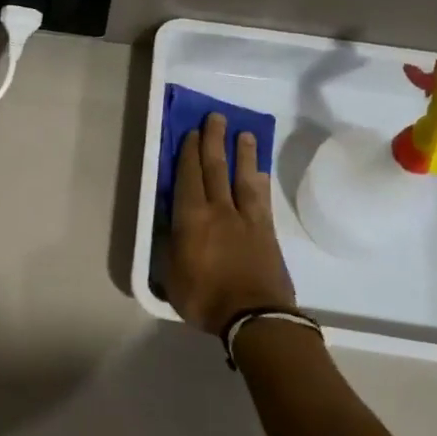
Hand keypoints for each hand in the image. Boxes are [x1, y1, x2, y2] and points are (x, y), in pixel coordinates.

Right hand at [166, 113, 295, 335]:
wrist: (256, 317)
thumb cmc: (206, 299)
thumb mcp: (172, 277)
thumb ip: (170, 247)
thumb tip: (169, 225)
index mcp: (192, 219)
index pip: (189, 177)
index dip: (189, 153)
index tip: (192, 132)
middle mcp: (219, 210)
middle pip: (216, 168)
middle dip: (214, 140)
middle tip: (216, 117)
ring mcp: (246, 219)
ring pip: (243, 177)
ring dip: (242, 153)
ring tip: (243, 133)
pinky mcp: (267, 231)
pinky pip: (261, 198)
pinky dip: (259, 181)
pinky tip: (260, 171)